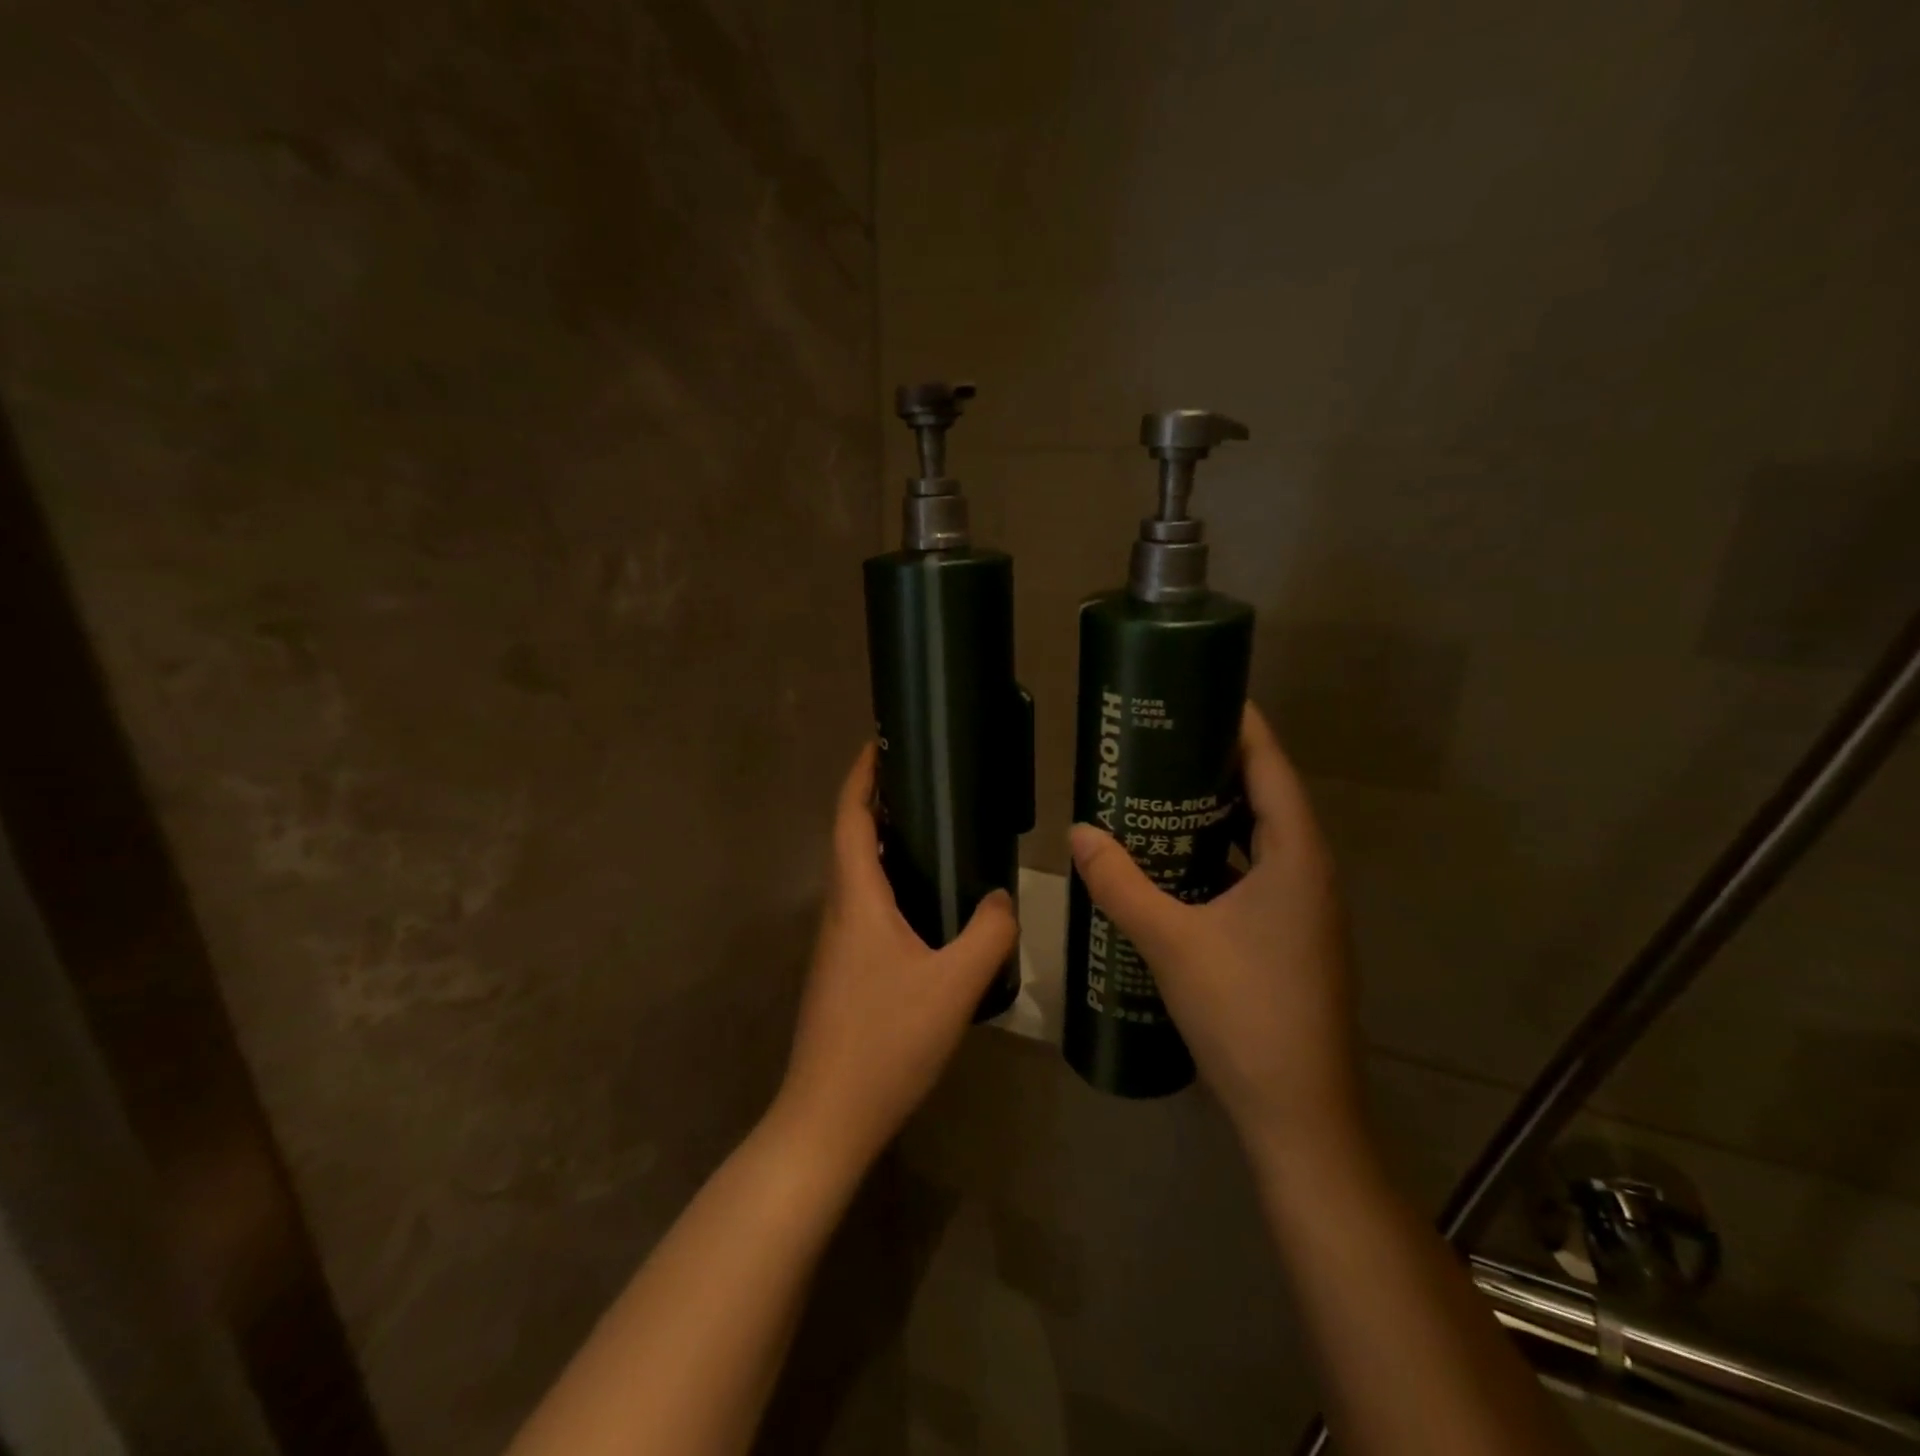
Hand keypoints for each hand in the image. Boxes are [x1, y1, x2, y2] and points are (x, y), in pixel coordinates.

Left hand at [773, 743, 1017, 1177]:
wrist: (828, 1117)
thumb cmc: (886, 1040)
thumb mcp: (954, 984)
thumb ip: (989, 933)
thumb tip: (1002, 896)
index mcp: (857, 899)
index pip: (851, 818)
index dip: (862, 776)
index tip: (880, 742)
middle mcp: (839, 911)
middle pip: (852, 839)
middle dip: (879, 802)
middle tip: (925, 781)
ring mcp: (837, 944)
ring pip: (859, 876)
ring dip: (885, 844)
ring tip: (934, 831)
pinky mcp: (843, 971)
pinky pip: (866, 907)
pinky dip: (891, 883)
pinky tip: (927, 904)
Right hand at [1069, 704, 1361, 1172]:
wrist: (1298, 1113)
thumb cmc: (1244, 1012)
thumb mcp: (1170, 941)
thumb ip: (1121, 883)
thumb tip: (1078, 831)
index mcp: (1297, 858)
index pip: (1272, 768)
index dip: (1243, 726)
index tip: (1203, 692)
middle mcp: (1309, 874)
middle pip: (1267, 798)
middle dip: (1219, 765)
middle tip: (1162, 741)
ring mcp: (1305, 911)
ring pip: (1260, 841)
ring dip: (1217, 815)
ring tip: (1160, 792)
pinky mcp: (1291, 940)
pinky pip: (1254, 876)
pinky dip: (1219, 858)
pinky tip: (1176, 866)